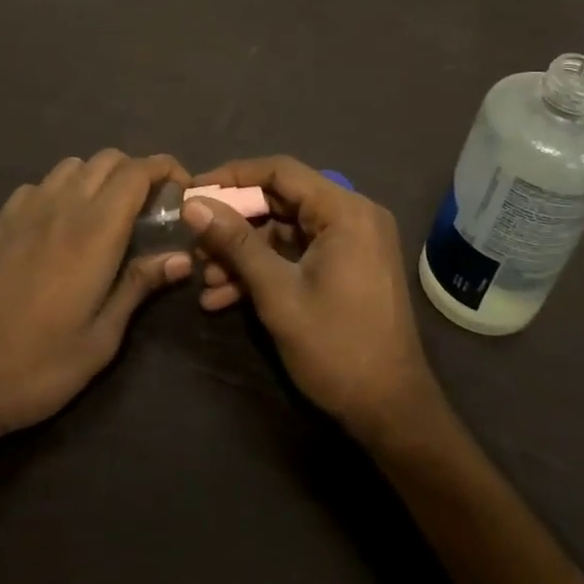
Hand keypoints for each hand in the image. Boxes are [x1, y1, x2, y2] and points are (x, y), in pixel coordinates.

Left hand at [0, 151, 192, 452]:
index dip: (166, 169)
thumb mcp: (101, 339)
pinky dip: (63, 189)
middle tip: (150, 208)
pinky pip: (40, 184)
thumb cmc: (36, 367)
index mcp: (93, 233)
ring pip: (73, 166)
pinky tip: (61, 225)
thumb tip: (182, 257)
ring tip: (108, 214)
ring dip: (99, 176)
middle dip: (137, 171)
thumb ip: (139, 286)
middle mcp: (61, 208)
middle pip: (108, 159)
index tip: (183, 189)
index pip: (137, 172)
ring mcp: (24, 211)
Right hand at [182, 156, 441, 444]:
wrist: (391, 411)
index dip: (233, 177)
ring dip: (245, 253)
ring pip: (286, 231)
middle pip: (281, 201)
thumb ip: (235, 243)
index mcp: (345, 210)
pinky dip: (266, 270)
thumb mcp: (277, 293)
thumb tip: (193, 205)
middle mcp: (353, 215)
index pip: (280, 171)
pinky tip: (225, 297)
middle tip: (194, 241)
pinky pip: (299, 254)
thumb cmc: (336, 346)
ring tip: (205, 278)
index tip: (194, 190)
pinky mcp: (348, 267)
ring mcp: (352, 243)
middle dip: (235, 225)